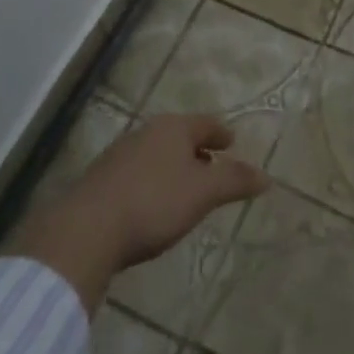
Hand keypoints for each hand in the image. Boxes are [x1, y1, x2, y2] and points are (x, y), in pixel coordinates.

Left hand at [78, 114, 268, 266]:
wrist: (86, 230)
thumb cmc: (154, 203)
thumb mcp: (203, 193)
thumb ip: (234, 181)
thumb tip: (266, 176)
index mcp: (173, 128)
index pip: (205, 123)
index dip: (221, 133)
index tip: (232, 142)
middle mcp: (146, 132)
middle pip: (179, 136)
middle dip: (196, 149)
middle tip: (211, 164)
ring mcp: (120, 154)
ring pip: (156, 153)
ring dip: (173, 166)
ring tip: (184, 187)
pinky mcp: (100, 179)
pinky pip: (137, 173)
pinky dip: (152, 181)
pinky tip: (152, 204)